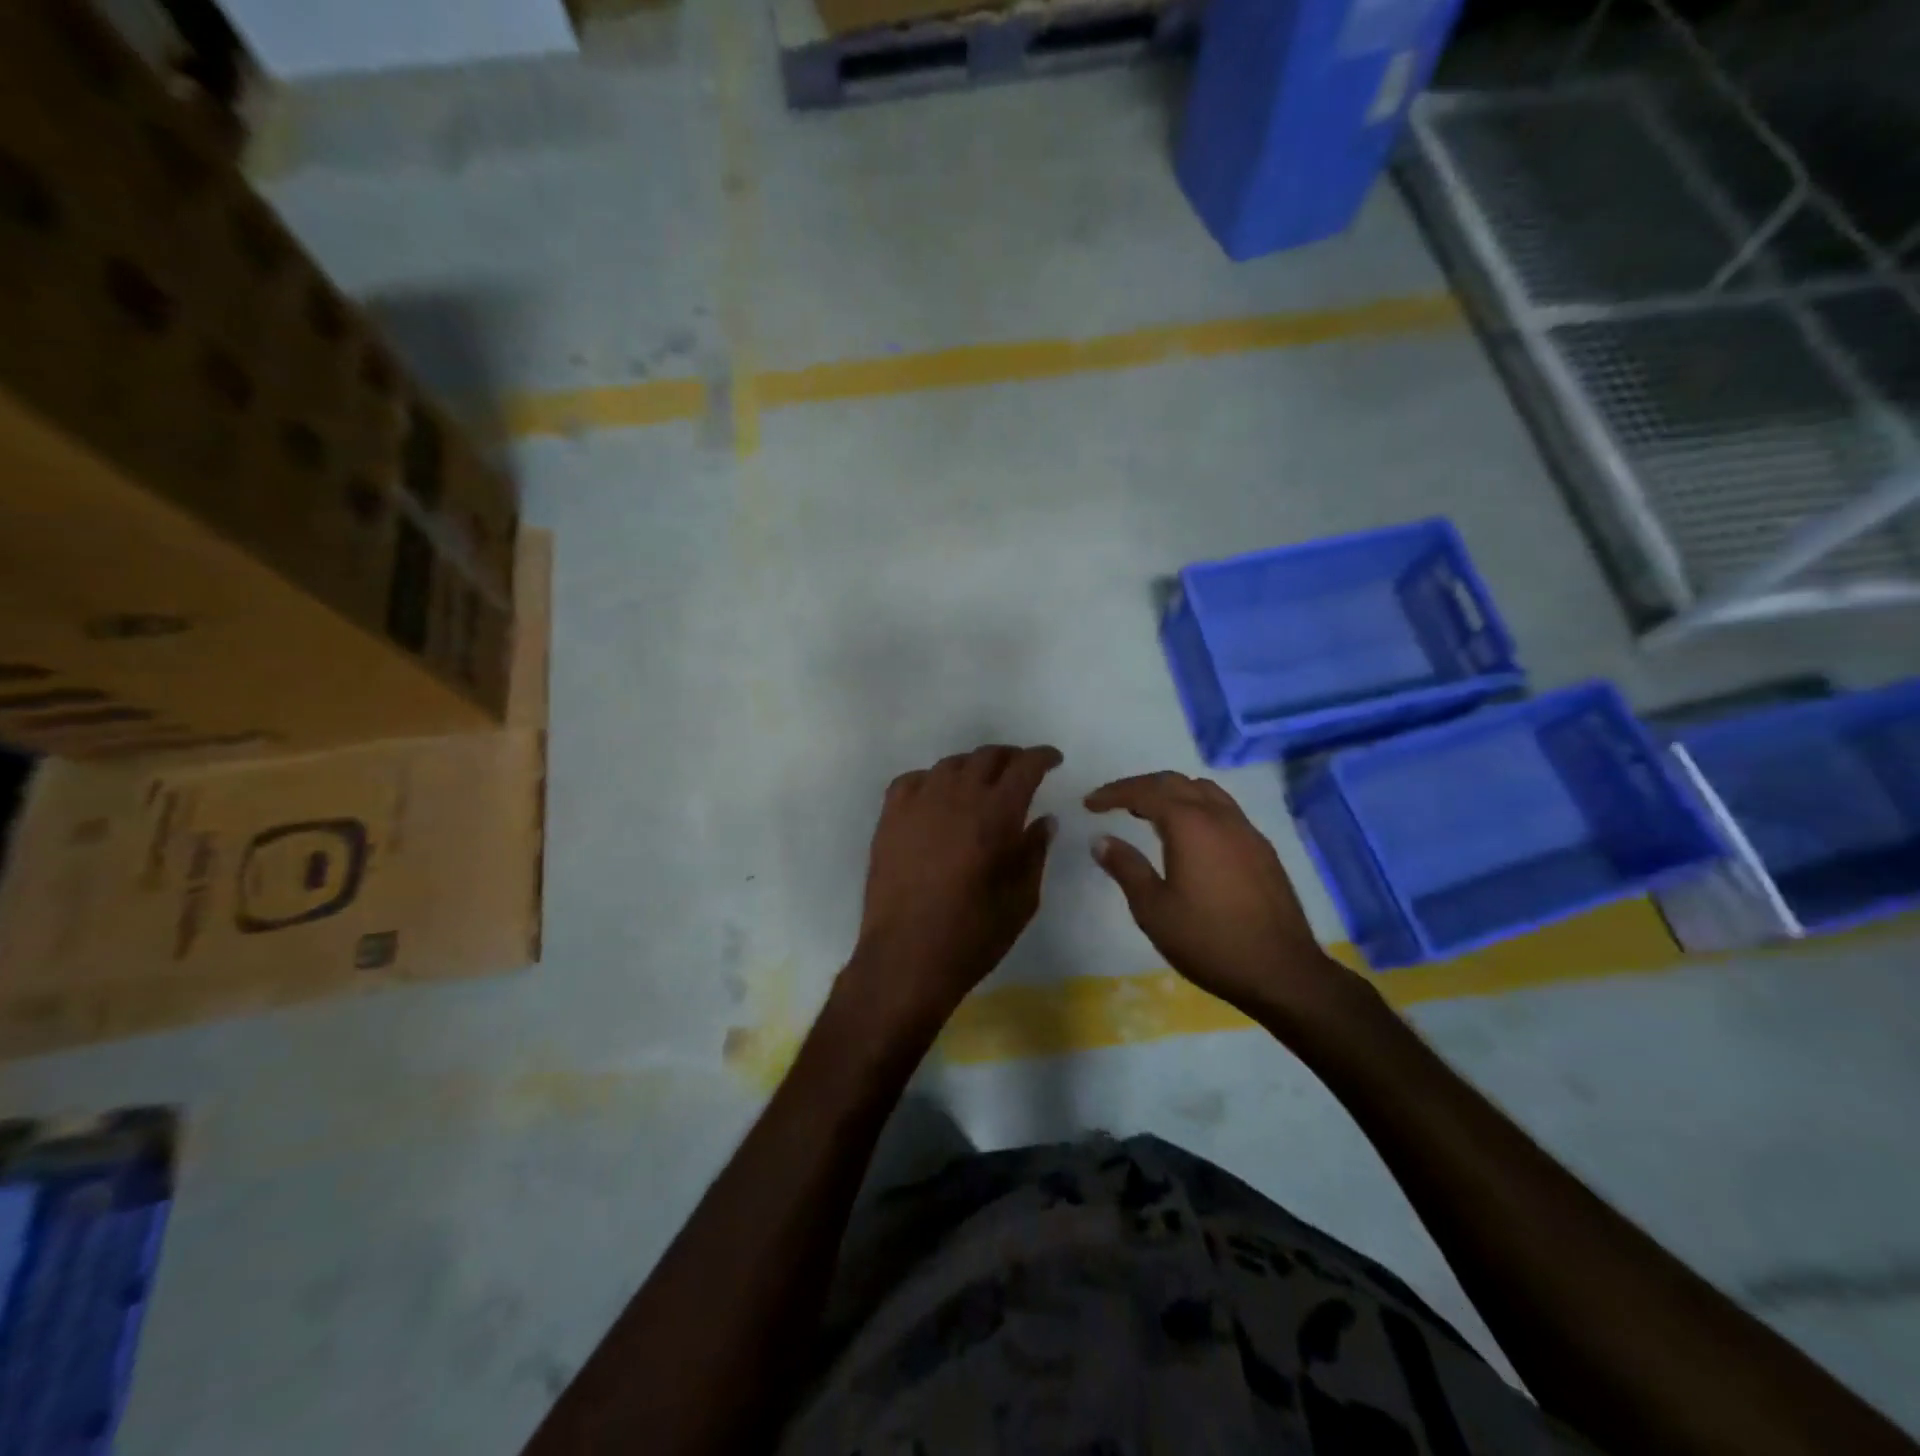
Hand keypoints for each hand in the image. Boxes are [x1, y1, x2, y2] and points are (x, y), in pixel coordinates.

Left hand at [843, 744, 1061, 1040]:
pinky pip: (912, 781)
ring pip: (950, 764)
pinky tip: (936, 796)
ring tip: (980, 783)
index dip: (1042, 757)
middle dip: (1010, 758)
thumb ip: (1035, 852)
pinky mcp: (889, 818)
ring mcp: (918, 803)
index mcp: (997, 814)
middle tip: (1020, 770)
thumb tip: (1044, 820)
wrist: (907, 958)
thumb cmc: (973, 935)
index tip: (1053, 760)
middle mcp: (957, 796)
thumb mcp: (1022, 899)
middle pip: (987, 756)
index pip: (1025, 766)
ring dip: (972, 767)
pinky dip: (932, 780)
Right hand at [1085, 772, 1369, 1026]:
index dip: (1114, 793)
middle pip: (1176, 782)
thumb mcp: (1153, 909)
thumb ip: (1126, 868)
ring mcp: (1247, 831)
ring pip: (1204, 791)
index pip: (1145, 792)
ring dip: (1172, 793)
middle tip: (1114, 802)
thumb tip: (1101, 840)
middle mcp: (1220, 816)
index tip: (1089, 804)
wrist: (1282, 972)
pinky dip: (1196, 808)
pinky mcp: (1262, 849)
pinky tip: (1188, 837)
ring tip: (1148, 813)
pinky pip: (1223, 810)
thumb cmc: (1209, 940)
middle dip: (1140, 786)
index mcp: (1190, 825)